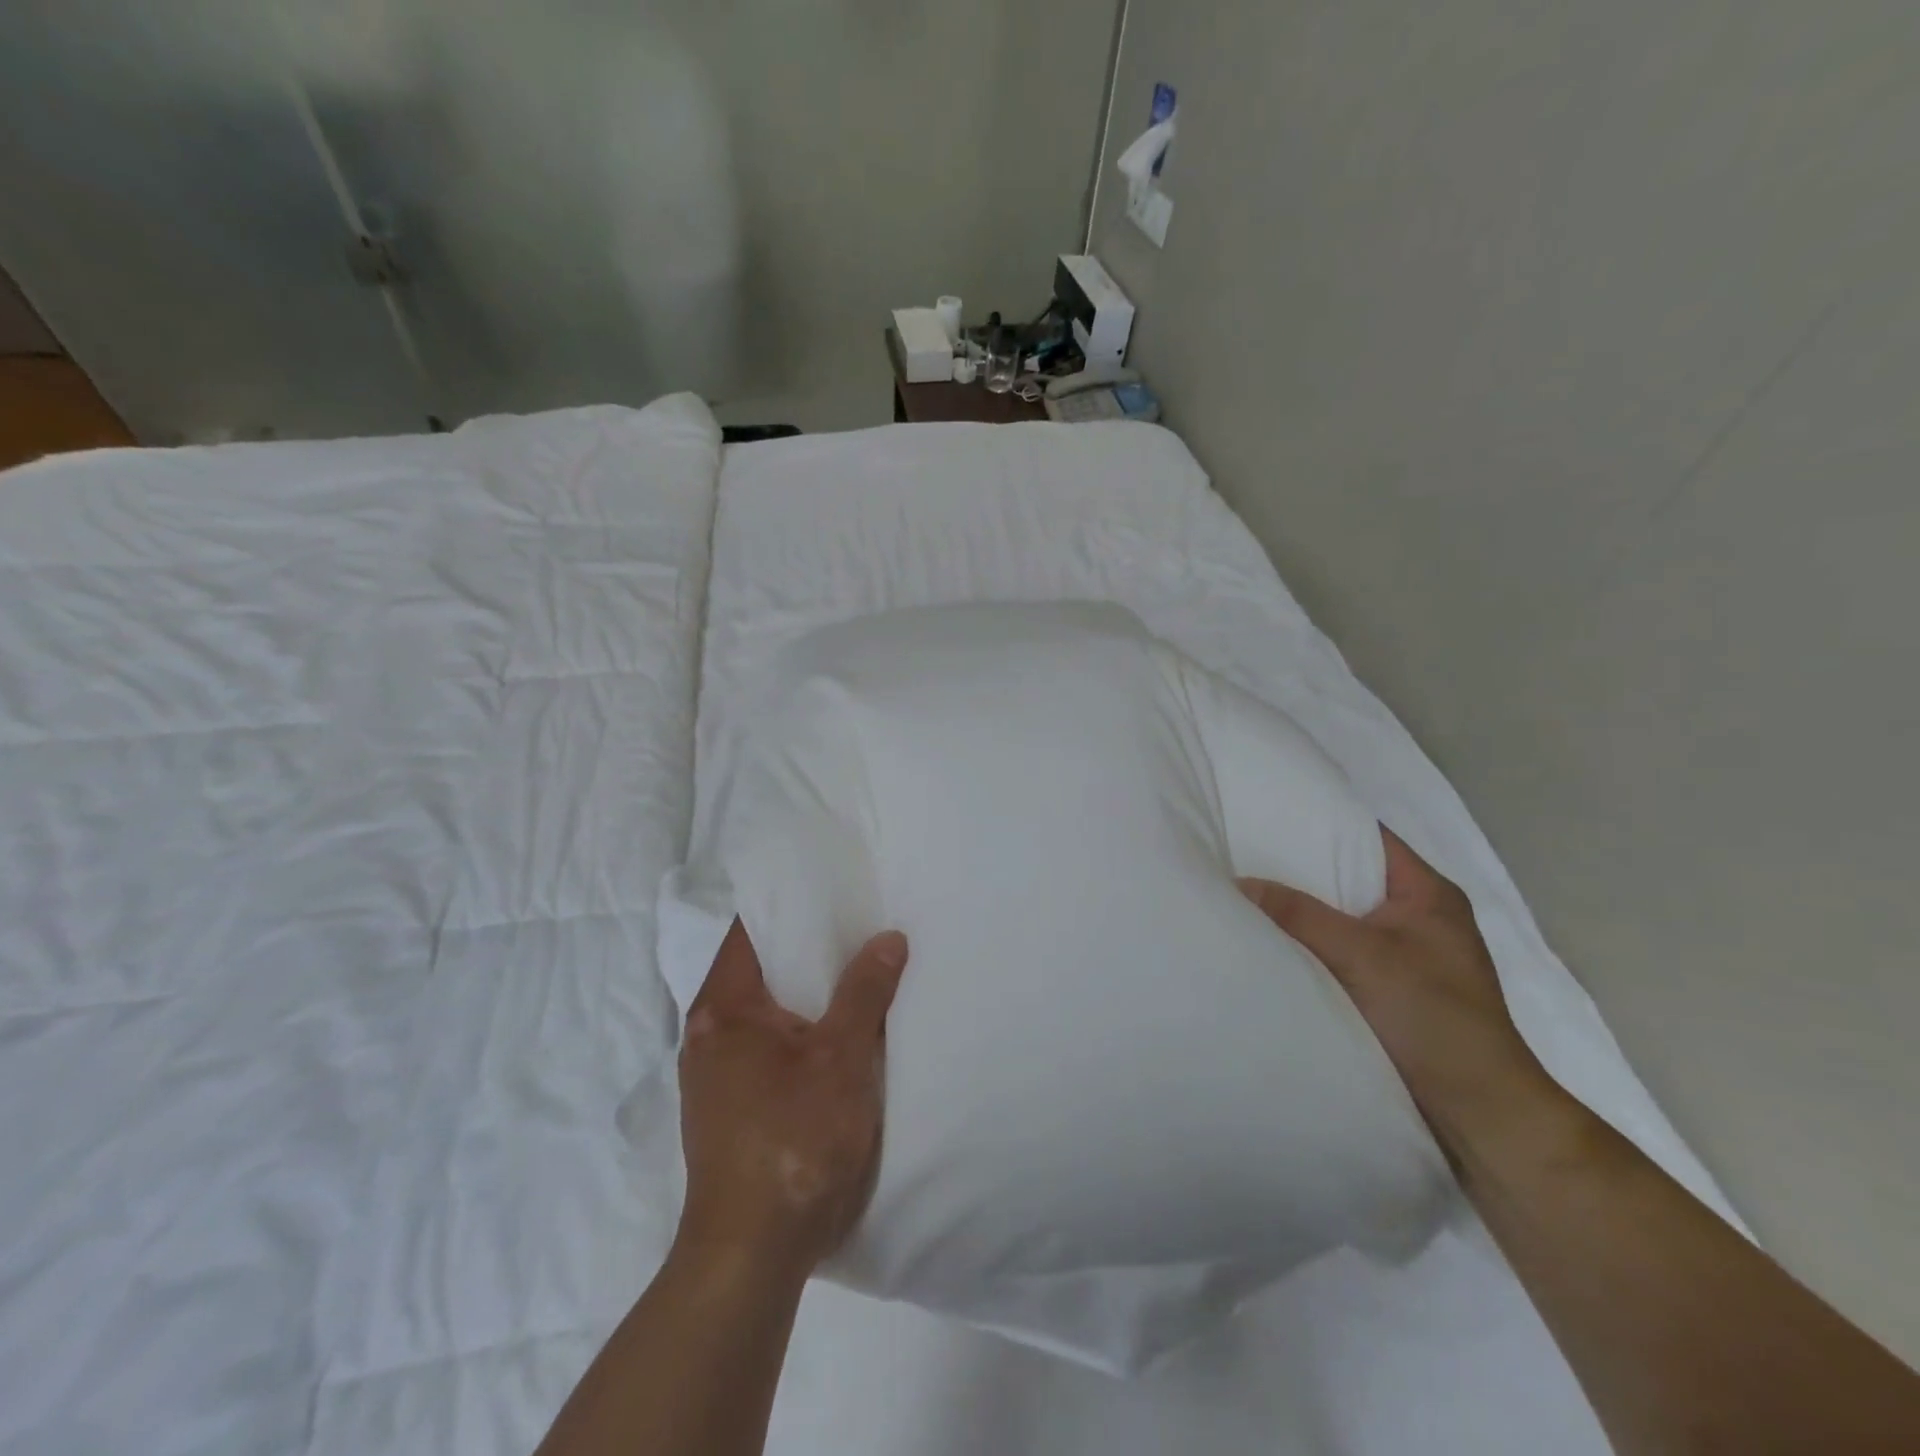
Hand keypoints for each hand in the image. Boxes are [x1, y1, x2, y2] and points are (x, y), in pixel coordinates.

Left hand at [676, 919, 908, 1272]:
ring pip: (767, 1011)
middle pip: (760, 969)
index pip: (750, 931)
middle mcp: (708, 1033)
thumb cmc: (793, 1141)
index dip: (790, 905)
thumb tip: (889, 938)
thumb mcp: (841, 1059)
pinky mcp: (731, 1106)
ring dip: (807, 994)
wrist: (751, 1256)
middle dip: (808, 950)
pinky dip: (801, 1030)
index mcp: (722, 1008)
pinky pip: (768, 1045)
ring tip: (857, 972)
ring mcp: (716, 1073)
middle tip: (859, 926)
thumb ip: (864, 992)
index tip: (833, 891)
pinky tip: (840, 1033)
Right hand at [1240, 826, 1560, 1161]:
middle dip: (1298, 864)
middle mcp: (1417, 915)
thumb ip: (1300, 915)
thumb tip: (1238, 882)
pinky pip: (1338, 947)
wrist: (1480, 1112)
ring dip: (1301, 907)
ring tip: (1244, 887)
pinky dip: (1308, 941)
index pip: (1367, 835)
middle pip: (1348, 874)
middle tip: (1241, 848)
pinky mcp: (1389, 986)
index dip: (1320, 819)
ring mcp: (1404, 953)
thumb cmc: (1434, 1018)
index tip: (1265, 811)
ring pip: (1340, 913)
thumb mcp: (1364, 956)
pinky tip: (1269, 937)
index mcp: (1427, 892)